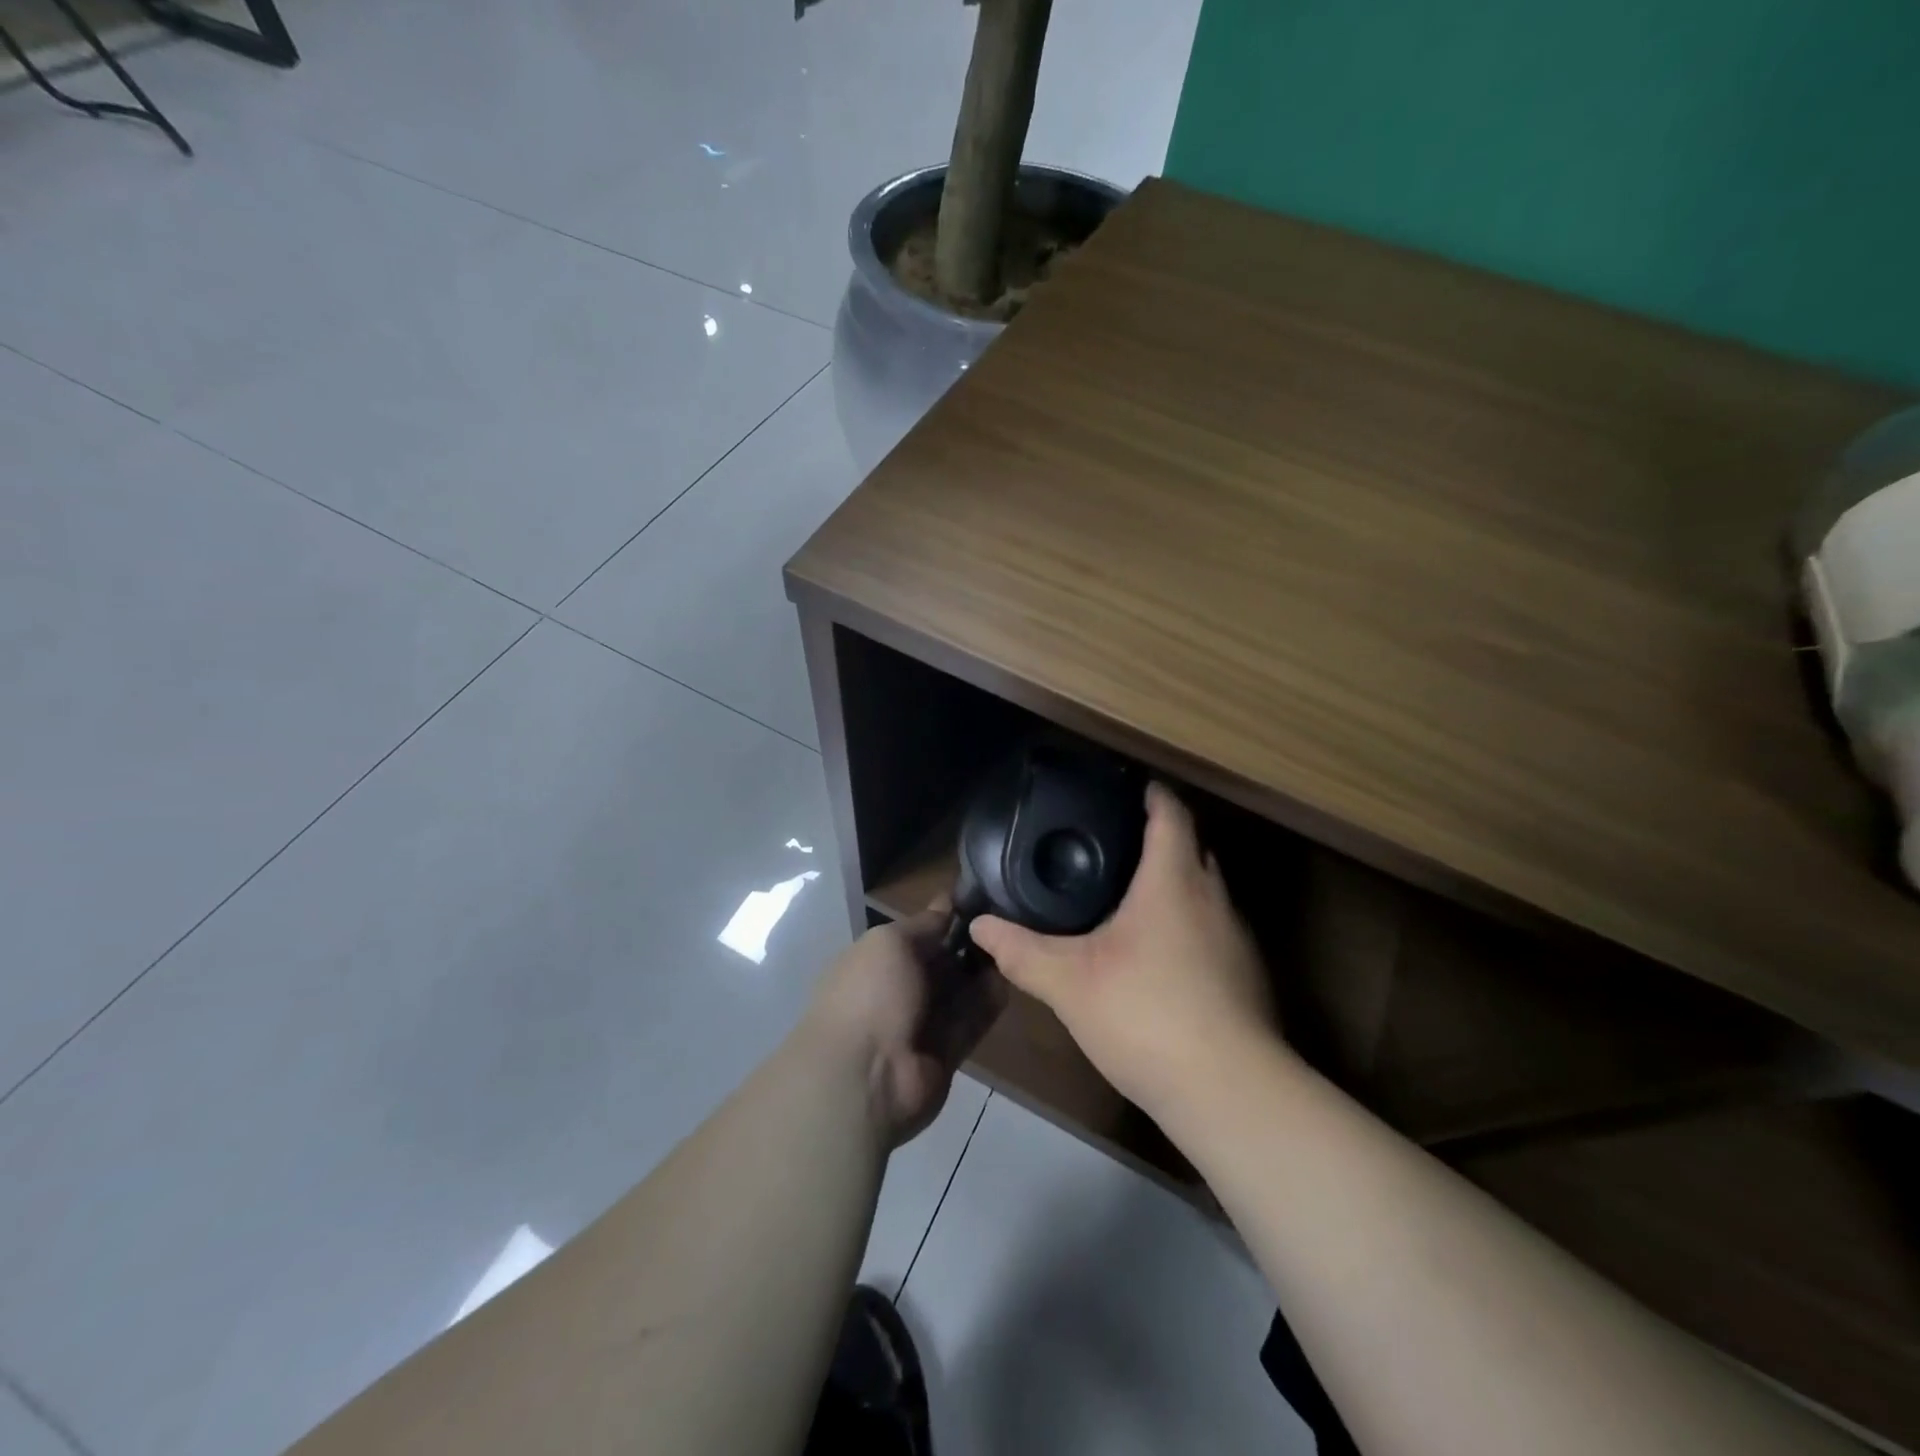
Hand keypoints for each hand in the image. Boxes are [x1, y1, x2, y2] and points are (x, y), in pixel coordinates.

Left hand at [804, 903, 1005, 1147]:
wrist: (863, 1078)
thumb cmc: (870, 994)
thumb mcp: (891, 942)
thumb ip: (924, 925)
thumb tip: (948, 904)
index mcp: (877, 960)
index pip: (918, 933)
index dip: (947, 917)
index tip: (983, 899)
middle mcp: (898, 989)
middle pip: (942, 962)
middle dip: (970, 944)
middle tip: (1008, 923)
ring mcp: (921, 1024)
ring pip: (959, 991)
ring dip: (983, 972)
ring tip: (1015, 946)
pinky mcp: (945, 1053)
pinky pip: (971, 1021)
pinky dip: (988, 1002)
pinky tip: (1011, 979)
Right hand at [969, 783, 1277, 1121]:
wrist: (1229, 1092)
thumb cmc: (1146, 1015)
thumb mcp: (1070, 983)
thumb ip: (1022, 951)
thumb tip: (980, 927)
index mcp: (1173, 880)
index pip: (1170, 814)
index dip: (1150, 794)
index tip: (1124, 787)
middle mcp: (1213, 898)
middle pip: (1192, 848)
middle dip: (1159, 838)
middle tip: (1112, 843)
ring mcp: (1237, 939)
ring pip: (1205, 892)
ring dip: (1174, 884)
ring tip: (1129, 895)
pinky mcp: (1247, 977)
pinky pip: (1213, 929)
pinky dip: (1187, 924)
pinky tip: (1158, 955)